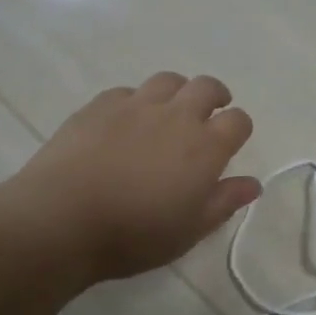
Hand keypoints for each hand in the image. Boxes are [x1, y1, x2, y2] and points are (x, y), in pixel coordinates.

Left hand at [7, 73, 261, 282]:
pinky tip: (125, 123)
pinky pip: (127, 92)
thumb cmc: (134, 233)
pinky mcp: (100, 105)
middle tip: (209, 113)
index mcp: (205, 146)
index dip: (239, 128)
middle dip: (215, 96)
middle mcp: (176, 116)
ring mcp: (136, 105)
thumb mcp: (189, 230)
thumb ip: (223, 202)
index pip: (238, 121)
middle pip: (207, 87)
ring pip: (168, 81)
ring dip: (177, 92)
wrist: (62, 218)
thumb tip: (252, 184)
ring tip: (169, 112)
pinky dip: (136, 102)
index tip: (232, 141)